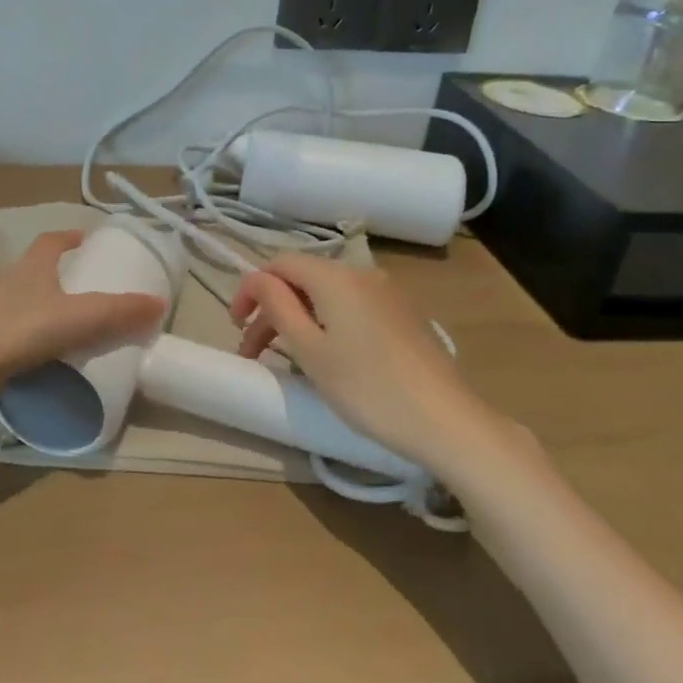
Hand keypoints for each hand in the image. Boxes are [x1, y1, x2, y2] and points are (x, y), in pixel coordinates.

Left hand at [0, 231, 165, 404]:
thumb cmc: (20, 332)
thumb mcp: (79, 319)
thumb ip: (119, 312)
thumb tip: (159, 302)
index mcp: (30, 267)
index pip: (50, 241)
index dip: (69, 238)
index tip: (86, 241)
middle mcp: (6, 282)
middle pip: (35, 270)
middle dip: (60, 275)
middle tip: (87, 290)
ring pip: (22, 301)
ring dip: (44, 307)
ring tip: (69, 327)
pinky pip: (11, 331)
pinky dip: (29, 337)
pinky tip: (42, 357)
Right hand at [231, 254, 492, 472]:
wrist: (445, 419)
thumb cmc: (367, 387)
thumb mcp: (310, 350)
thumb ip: (278, 306)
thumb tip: (257, 279)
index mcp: (335, 276)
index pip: (279, 263)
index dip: (251, 289)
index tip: (236, 326)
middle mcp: (362, 273)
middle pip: (303, 279)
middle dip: (272, 310)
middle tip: (253, 353)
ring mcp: (387, 293)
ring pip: (327, 295)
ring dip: (298, 319)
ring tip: (285, 358)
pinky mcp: (402, 314)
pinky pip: (352, 307)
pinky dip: (327, 323)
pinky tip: (328, 357)